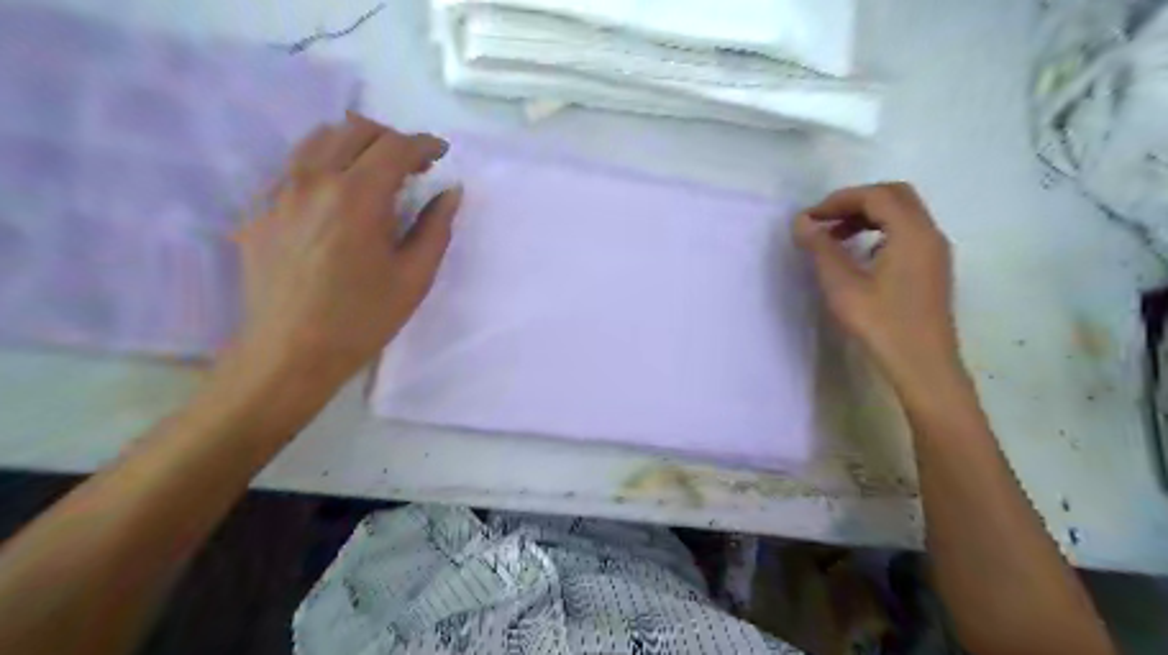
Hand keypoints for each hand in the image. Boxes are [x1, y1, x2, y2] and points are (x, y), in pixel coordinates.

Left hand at [230, 111, 463, 387]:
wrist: (289, 353)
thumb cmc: (362, 319)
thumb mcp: (414, 277)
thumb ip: (436, 227)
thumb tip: (450, 191)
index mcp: (357, 196)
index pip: (395, 147)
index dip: (424, 144)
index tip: (441, 154)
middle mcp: (313, 180)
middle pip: (354, 130)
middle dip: (391, 139)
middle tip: (412, 165)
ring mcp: (278, 191)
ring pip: (317, 140)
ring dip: (354, 144)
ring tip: (374, 171)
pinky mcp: (258, 209)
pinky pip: (292, 166)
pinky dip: (322, 165)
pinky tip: (335, 196)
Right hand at [793, 183, 957, 391]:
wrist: (922, 365)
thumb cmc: (880, 324)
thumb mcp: (842, 285)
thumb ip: (821, 248)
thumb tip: (802, 222)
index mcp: (912, 232)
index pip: (875, 196)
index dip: (838, 200)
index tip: (809, 218)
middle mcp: (929, 234)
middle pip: (894, 196)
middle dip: (855, 202)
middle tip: (824, 221)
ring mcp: (935, 251)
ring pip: (902, 214)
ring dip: (867, 216)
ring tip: (835, 238)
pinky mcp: (932, 268)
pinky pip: (907, 233)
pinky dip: (881, 231)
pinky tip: (860, 256)